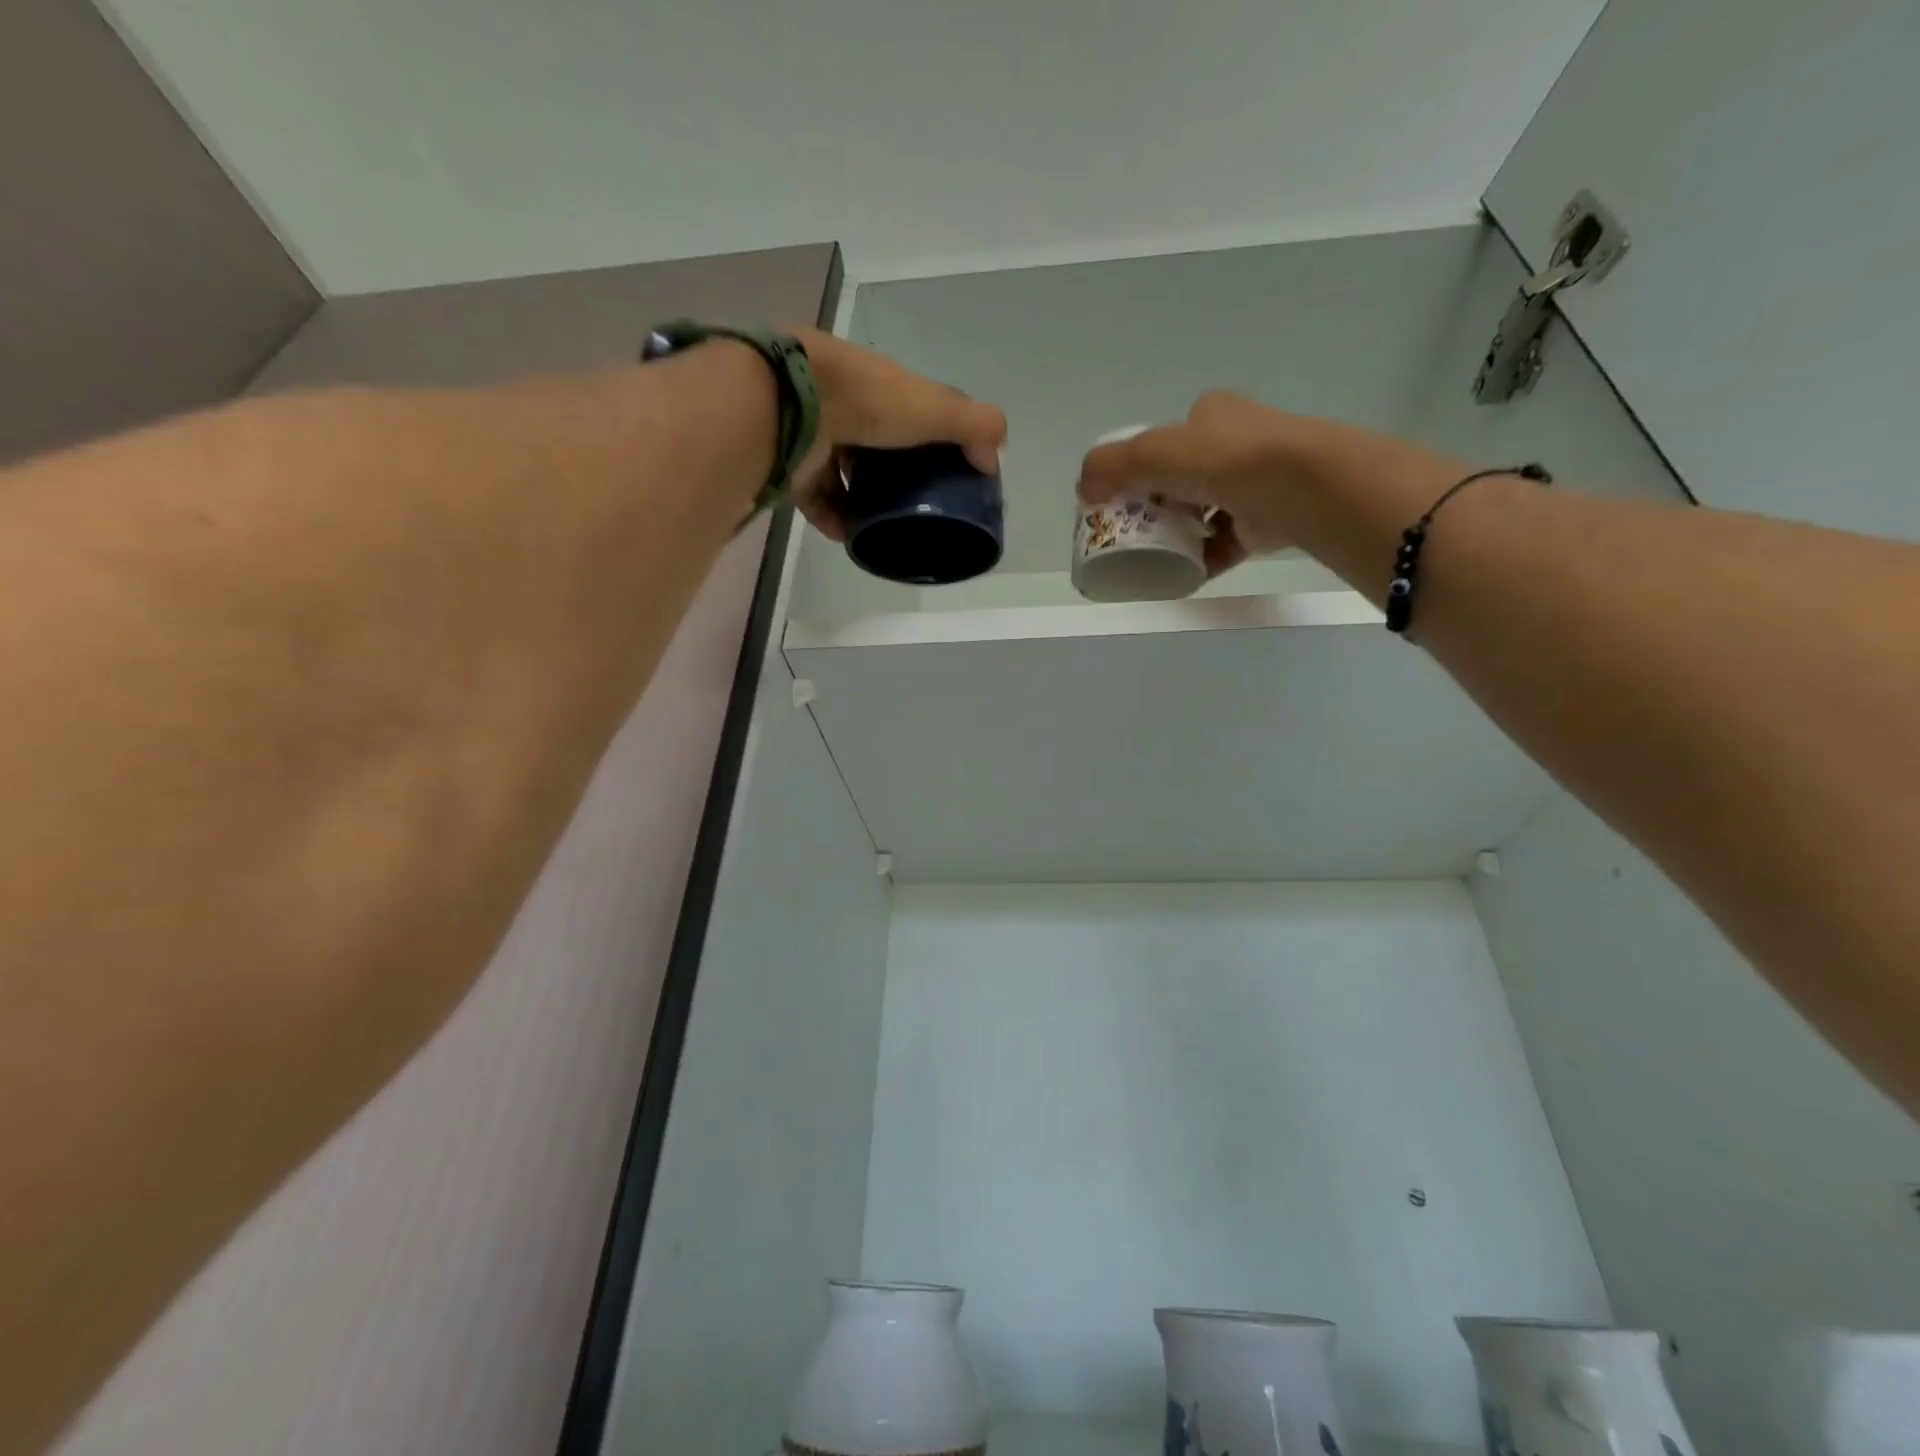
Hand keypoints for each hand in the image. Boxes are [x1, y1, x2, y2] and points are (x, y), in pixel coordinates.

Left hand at [792, 329, 1006, 542]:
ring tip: (883, 530)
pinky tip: (850, 538)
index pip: (915, 410)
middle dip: (897, 477)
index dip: (935, 437)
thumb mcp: (937, 408)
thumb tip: (992, 462)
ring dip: (864, 503)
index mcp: (884, 386)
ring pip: (846, 474)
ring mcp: (818, 435)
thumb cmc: (871, 401)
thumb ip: (975, 427)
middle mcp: (849, 407)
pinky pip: (817, 497)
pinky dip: (834, 518)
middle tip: (917, 509)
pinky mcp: (794, 464)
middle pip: (879, 446)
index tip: (951, 472)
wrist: (795, 402)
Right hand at [1076, 391, 1325, 577]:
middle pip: (1185, 477)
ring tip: (1154, 554)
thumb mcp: (1153, 453)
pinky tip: (1181, 575)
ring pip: (1206, 511)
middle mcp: (1237, 443)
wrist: (1298, 487)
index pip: (1172, 437)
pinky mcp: (1266, 523)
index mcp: (1213, 414)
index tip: (1124, 495)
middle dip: (1159, 503)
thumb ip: (1111, 466)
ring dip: (1180, 533)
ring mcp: (1256, 484)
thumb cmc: (1224, 459)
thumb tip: (1082, 490)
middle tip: (1133, 529)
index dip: (1144, 463)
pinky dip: (1201, 560)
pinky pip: (1224, 545)